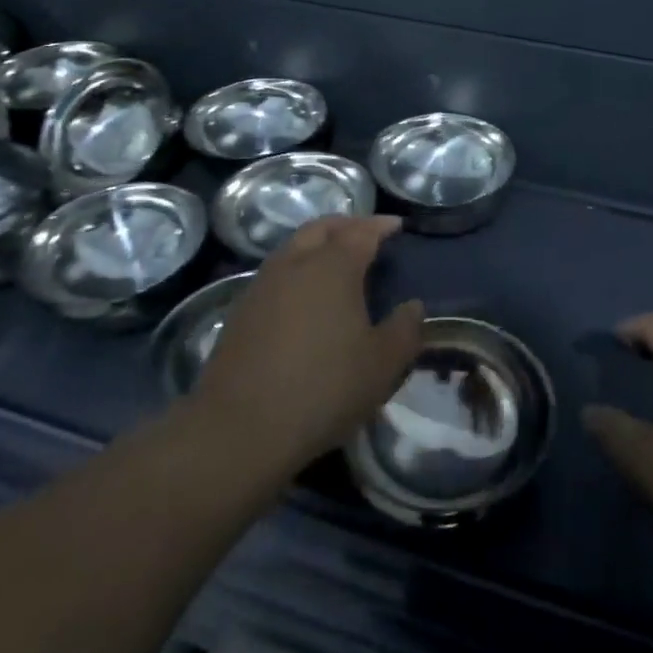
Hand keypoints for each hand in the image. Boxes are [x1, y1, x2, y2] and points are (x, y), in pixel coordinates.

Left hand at [193, 215, 423, 468]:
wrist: (239, 428)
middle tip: (366, 234)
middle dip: (347, 224)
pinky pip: (277, 272)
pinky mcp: (241, 310)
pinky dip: (297, 269)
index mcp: (333, 267)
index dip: (381, 225)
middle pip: (321, 227)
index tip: (397, 226)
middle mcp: (296, 263)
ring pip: (294, 246)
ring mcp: (263, 285)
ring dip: (318, 244)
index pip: (362, 231)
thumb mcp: (382, 365)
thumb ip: (405, 330)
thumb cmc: (323, 389)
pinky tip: (305, 296)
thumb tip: (413, 306)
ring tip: (336, 262)